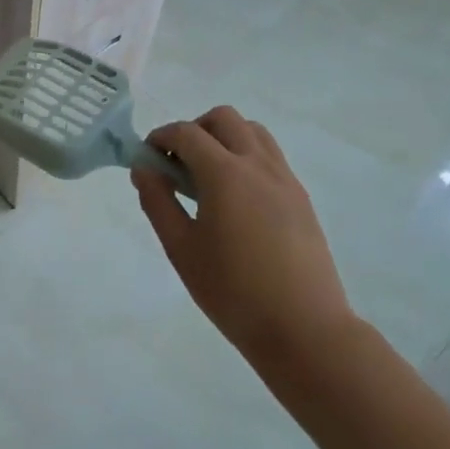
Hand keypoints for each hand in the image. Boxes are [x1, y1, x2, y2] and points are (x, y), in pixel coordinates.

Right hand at [133, 106, 356, 371]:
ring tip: (208, 177)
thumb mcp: (181, 248)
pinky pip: (270, 157)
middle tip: (179, 164)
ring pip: (252, 132)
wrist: (305, 330)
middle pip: (223, 118)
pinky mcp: (301, 198)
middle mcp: (258, 165)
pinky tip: (236, 199)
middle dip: (194, 129)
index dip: (160, 137)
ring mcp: (285, 179)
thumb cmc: (233, 291)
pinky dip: (246, 157)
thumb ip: (157, 201)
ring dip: (224, 138)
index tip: (147, 158)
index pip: (186, 133)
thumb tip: (144, 168)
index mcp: (225, 174)